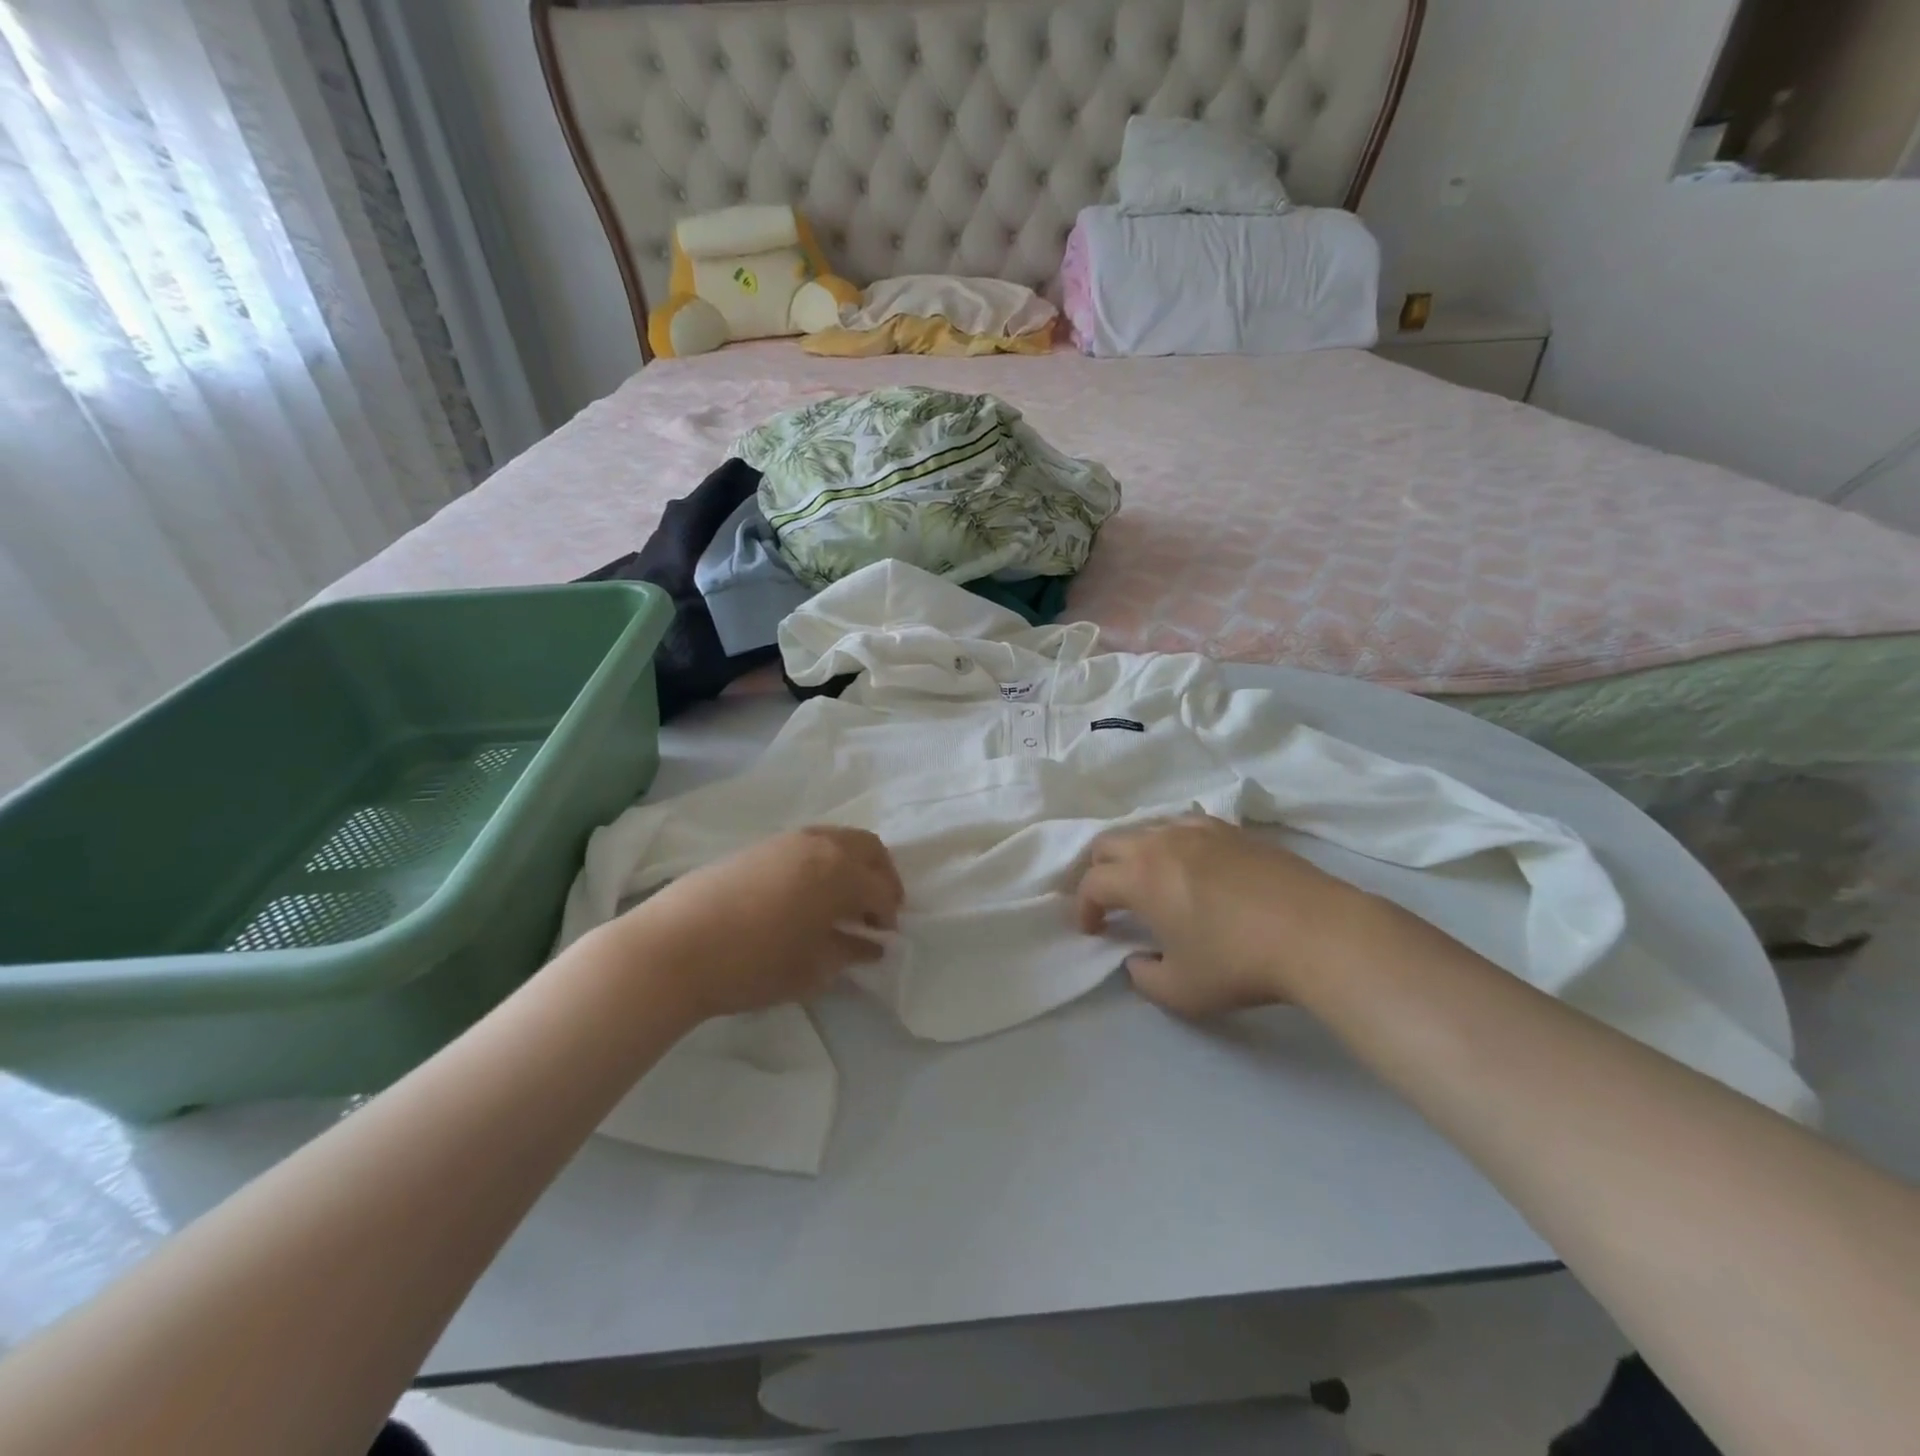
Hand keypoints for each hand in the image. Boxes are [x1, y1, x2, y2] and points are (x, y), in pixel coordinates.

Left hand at [605, 827, 903, 1022]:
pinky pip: (809, 843)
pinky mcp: (759, 845)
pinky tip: (807, 894)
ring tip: (842, 901)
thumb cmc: (752, 964)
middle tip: (876, 909)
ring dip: (852, 864)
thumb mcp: (811, 969)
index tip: (884, 937)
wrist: (673, 947)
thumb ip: (848, 952)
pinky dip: (824, 861)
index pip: (881, 889)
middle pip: (869, 847)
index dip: (889, 914)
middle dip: (881, 876)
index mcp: (840, 873)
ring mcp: (787, 840)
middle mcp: (820, 845)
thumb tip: (871, 945)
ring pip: (838, 839)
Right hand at [1073, 815, 1379, 1016]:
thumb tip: (1137, 959)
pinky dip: (1172, 843)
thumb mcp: (1181, 991)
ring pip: (1148, 828)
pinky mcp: (1233, 830)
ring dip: (1135, 853)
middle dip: (1099, 871)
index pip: (1092, 883)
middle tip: (1110, 900)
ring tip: (1149, 881)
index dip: (1083, 908)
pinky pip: (1185, 826)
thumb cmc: (1240, 963)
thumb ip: (1144, 977)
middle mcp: (1161, 842)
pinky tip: (1191, 865)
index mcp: (1140, 877)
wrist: (1318, 933)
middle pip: (1109, 842)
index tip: (1093, 930)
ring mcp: (1199, 831)